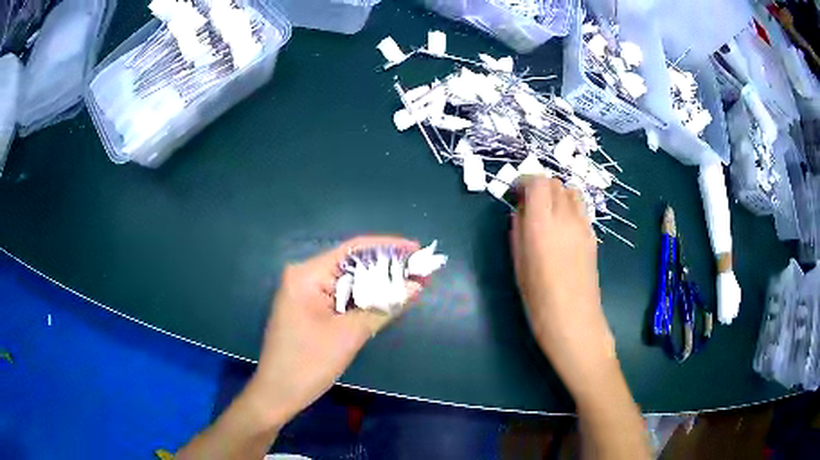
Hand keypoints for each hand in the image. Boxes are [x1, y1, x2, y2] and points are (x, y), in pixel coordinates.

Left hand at [246, 236, 420, 424]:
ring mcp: (304, 293)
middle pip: (351, 264)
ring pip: (347, 282)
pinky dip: (363, 299)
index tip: (418, 250)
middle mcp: (304, 276)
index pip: (353, 250)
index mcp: (307, 275)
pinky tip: (386, 300)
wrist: (277, 394)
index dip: (389, 248)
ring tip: (410, 285)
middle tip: (421, 272)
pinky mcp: (308, 308)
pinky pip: (340, 296)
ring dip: (377, 285)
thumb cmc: (309, 363)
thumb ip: (383, 306)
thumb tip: (416, 286)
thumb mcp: (350, 334)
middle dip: (386, 268)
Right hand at [511, 177, 615, 397]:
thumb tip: (519, 212)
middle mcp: (566, 217)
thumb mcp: (518, 264)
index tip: (514, 193)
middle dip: (539, 187)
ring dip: (556, 194)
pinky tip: (561, 229)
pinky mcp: (593, 236)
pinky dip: (568, 208)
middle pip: (555, 182)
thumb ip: (518, 231)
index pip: (537, 181)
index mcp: (542, 224)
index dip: (524, 181)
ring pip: (571, 191)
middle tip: (527, 205)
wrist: (574, 320)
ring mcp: (583, 226)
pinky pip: (580, 209)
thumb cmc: (539, 298)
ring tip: (546, 214)